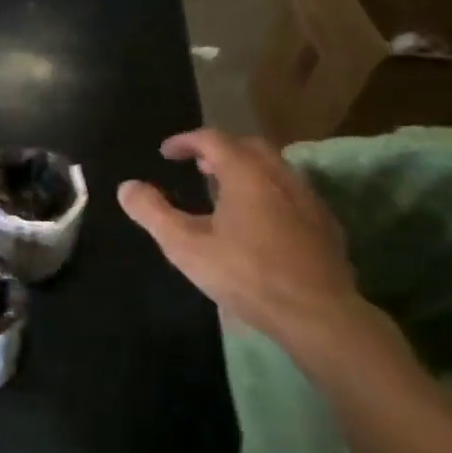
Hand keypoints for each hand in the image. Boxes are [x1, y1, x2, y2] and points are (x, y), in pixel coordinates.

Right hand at [118, 129, 369, 353]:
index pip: (213, 139)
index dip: (186, 141)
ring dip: (245, 170)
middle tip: (196, 165)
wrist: (316, 313)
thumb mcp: (185, 246)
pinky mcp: (325, 224)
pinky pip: (291, 192)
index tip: (166, 152)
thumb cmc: (245, 274)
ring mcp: (308, 199)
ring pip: (274, 168)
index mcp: (246, 174)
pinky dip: (268, 192)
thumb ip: (153, 212)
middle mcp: (280, 175)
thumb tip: (126, 187)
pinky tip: (259, 221)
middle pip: (248, 146)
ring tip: (224, 191)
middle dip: (219, 150)